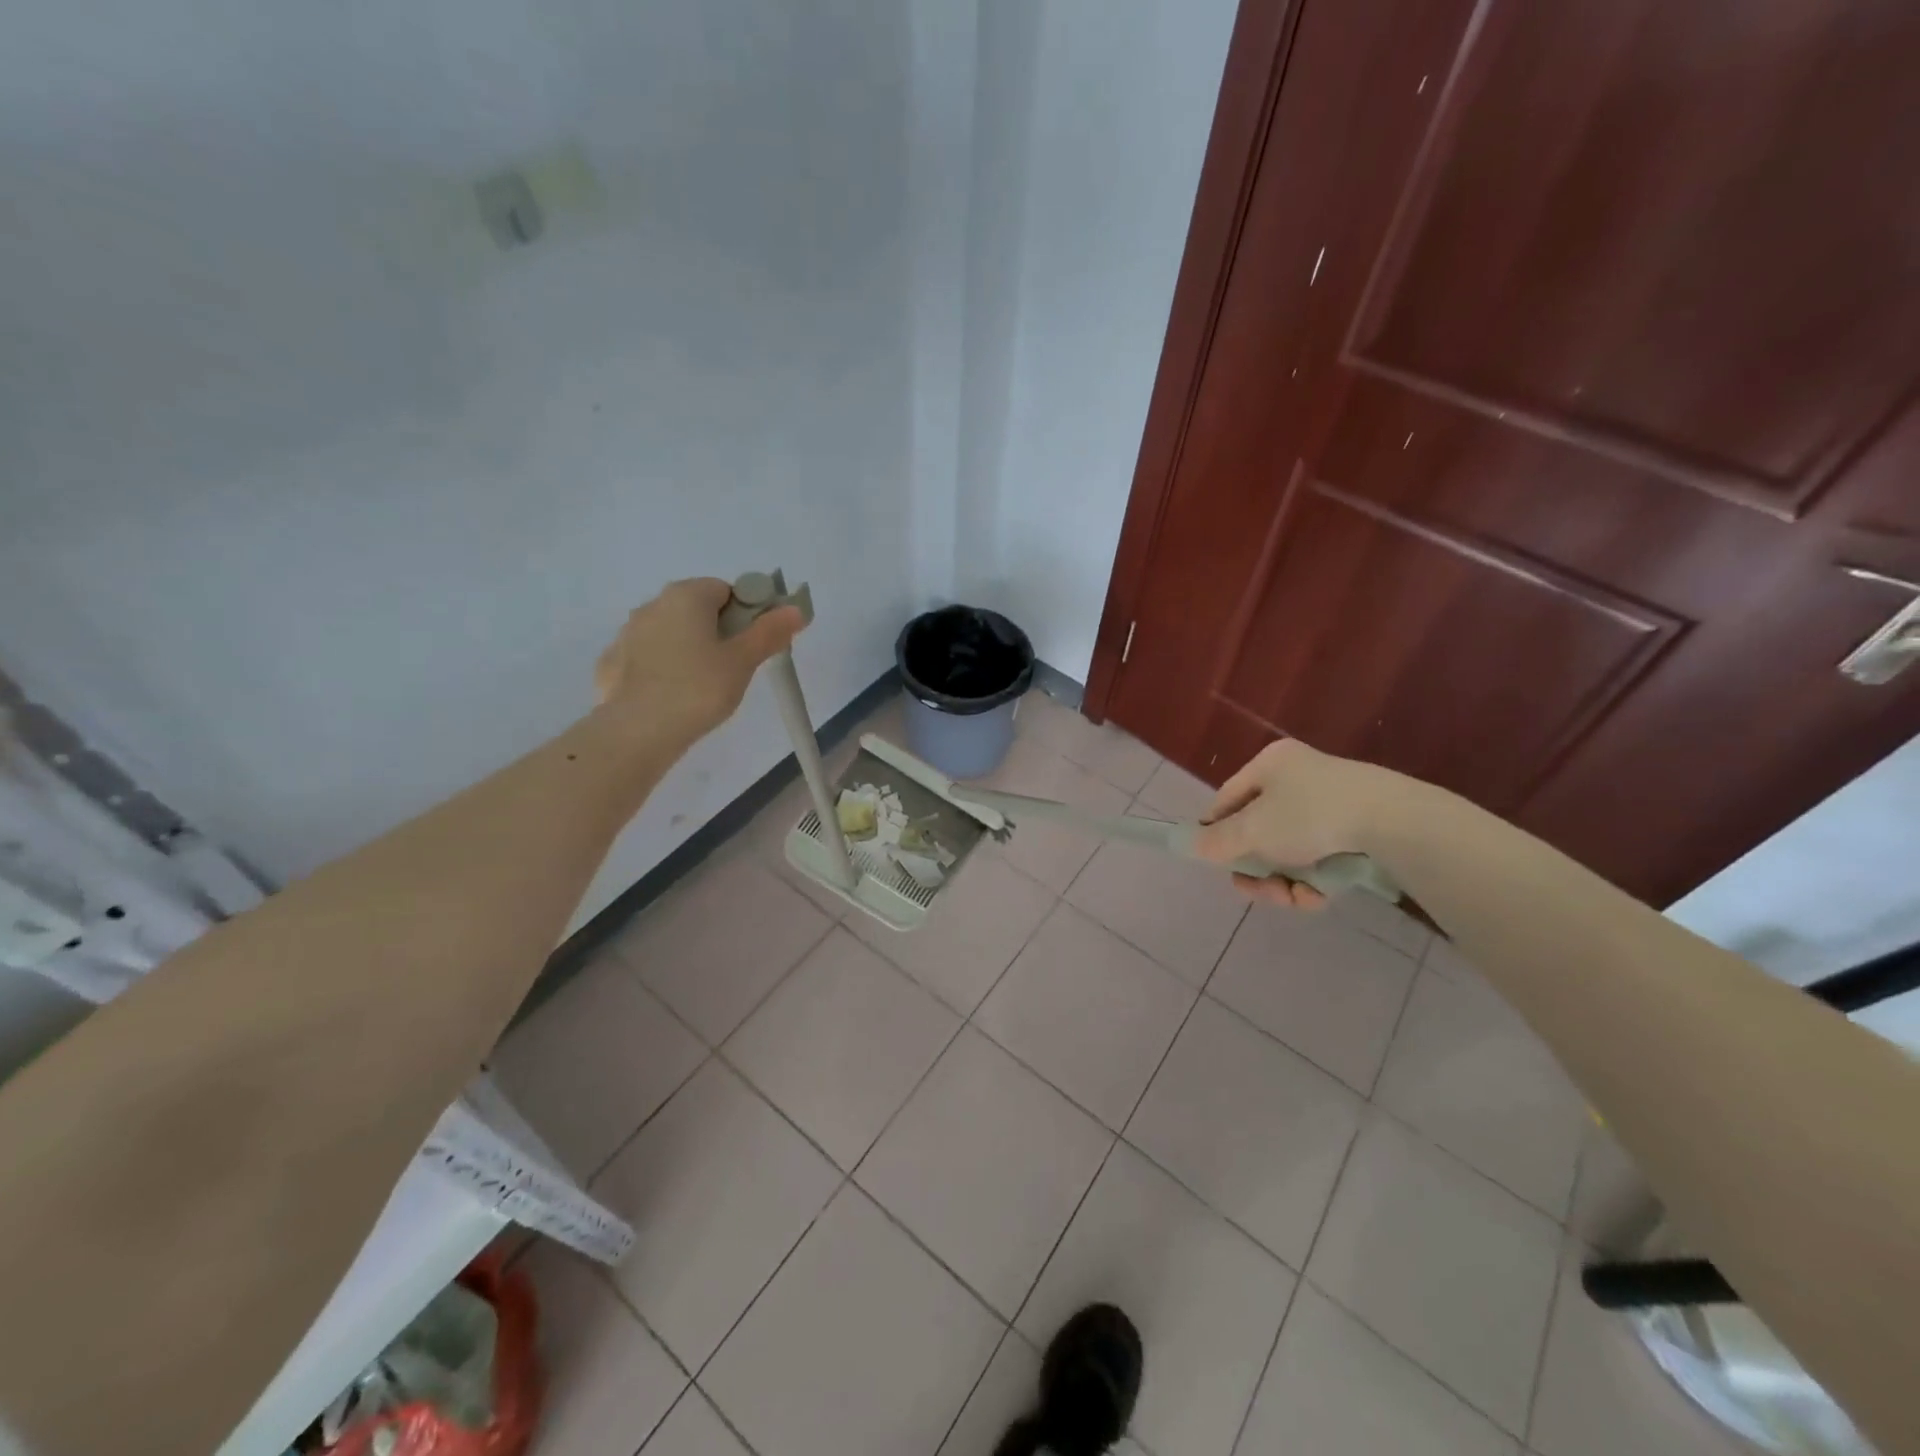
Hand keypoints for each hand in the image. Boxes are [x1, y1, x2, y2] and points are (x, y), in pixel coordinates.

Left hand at [594, 578, 803, 742]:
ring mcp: (627, 633)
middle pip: (696, 609)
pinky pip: (647, 657)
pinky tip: (672, 697)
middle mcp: (652, 604)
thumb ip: (769, 632)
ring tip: (703, 686)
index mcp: (686, 596)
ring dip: (689, 649)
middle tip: (734, 667)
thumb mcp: (743, 662)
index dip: (746, 614)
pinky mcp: (611, 663)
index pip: (726, 590)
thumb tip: (795, 609)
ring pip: (670, 633)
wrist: (636, 731)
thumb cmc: (698, 689)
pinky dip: (662, 669)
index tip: (753, 644)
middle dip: (718, 631)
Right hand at [1189, 738, 1385, 909]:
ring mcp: (1332, 804)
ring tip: (1293, 899)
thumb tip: (1190, 845)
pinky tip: (1318, 898)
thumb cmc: (1310, 815)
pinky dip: (1315, 881)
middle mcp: (1299, 777)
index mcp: (1271, 764)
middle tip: (1254, 890)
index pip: (1228, 799)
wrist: (1395, 823)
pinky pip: (1321, 858)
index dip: (1217, 831)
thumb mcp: (1253, 830)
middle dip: (1256, 867)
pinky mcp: (1359, 831)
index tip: (1215, 862)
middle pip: (1260, 831)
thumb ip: (1218, 841)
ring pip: (1290, 851)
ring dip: (1284, 881)